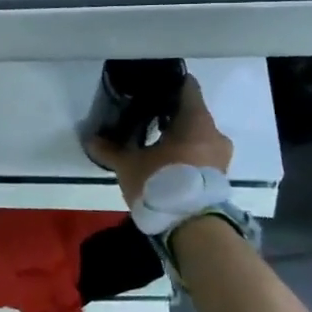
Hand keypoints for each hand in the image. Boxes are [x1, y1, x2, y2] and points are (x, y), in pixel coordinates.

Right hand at [85, 74, 232, 205]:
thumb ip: (110, 150)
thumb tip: (90, 139)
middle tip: (146, 115)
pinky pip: (201, 154)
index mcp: (196, 120)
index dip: (170, 84)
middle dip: (170, 114)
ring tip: (153, 141)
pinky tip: (165, 161)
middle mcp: (214, 133)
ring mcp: (220, 156)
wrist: (193, 228)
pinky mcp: (219, 176)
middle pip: (192, 113)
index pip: (188, 88)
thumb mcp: (129, 165)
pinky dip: (185, 153)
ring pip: (197, 136)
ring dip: (179, 136)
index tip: (152, 86)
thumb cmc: (162, 183)